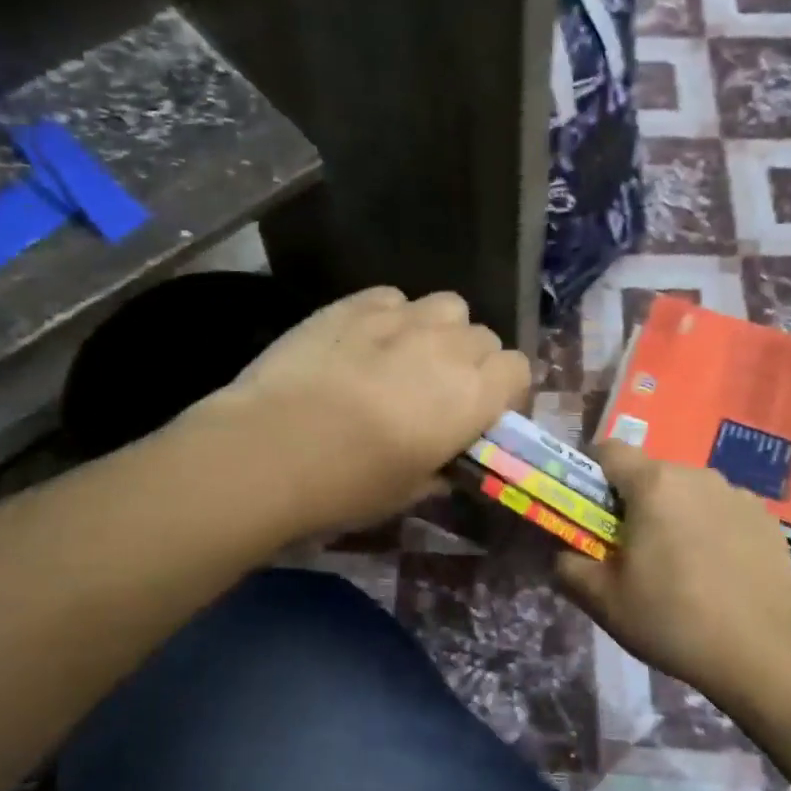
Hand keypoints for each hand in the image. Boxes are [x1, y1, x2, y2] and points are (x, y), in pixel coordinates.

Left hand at [216, 287, 530, 535]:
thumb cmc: (350, 484)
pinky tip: (366, 341)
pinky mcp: (355, 304)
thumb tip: (445, 466)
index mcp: (473, 395)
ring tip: (408, 356)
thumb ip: (440, 471)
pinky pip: (394, 298)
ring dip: (439, 330)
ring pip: (447, 306)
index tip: (482, 413)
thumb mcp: (409, 492)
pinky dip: (392, 316)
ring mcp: (401, 318)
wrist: (272, 448)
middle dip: (472, 361)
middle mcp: (448, 347)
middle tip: (440, 391)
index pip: (518, 369)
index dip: (504, 391)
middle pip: (484, 336)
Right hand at [556, 442, 790, 708]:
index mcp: (653, 484)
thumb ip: (568, 566)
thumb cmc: (672, 619)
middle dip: (633, 501)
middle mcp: (696, 474)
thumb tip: (561, 552)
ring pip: (688, 491)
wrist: (764, 653)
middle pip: (650, 473)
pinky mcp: (766, 518)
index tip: (588, 508)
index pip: (608, 450)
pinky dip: (710, 528)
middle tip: (629, 547)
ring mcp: (737, 494)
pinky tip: (716, 571)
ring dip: (674, 513)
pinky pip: (722, 510)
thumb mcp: (603, 600)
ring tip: (678, 563)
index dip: (590, 473)